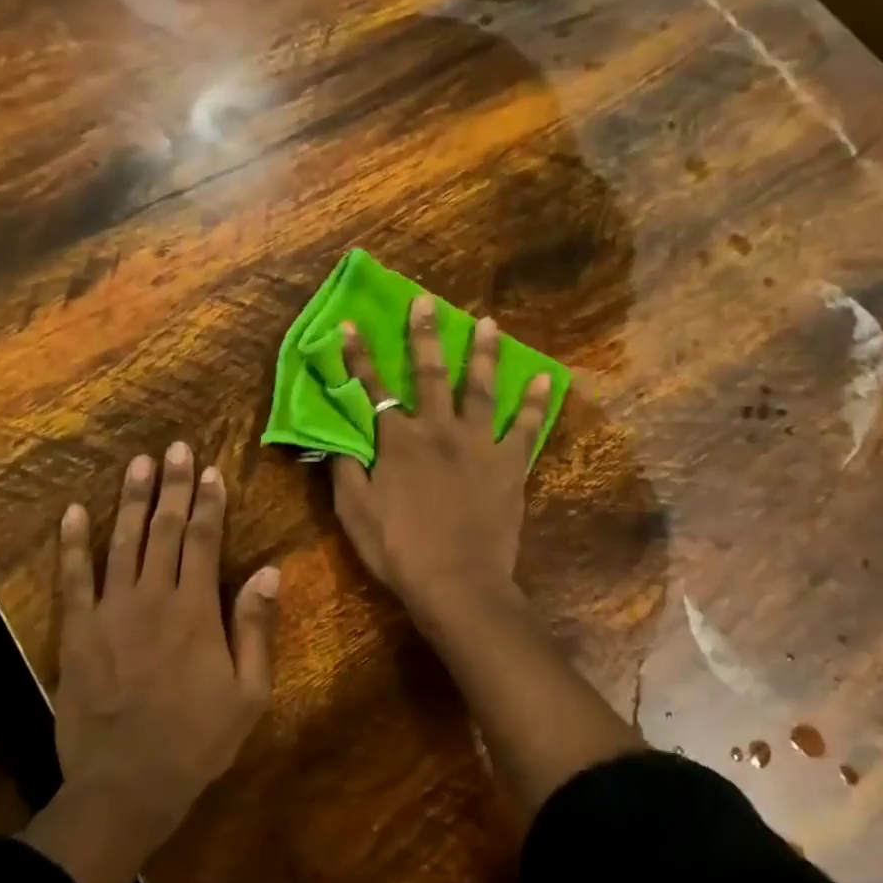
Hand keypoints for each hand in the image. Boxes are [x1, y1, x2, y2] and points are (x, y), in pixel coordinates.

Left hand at [25, 443, 278, 882]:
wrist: (125, 785)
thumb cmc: (196, 741)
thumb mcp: (248, 693)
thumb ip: (255, 628)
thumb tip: (270, 572)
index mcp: (195, 610)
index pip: (203, 540)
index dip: (208, 502)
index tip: (210, 471)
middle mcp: (152, 597)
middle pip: (163, 529)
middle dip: (172, 486)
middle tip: (175, 448)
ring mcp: (110, 611)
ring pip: (122, 542)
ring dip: (130, 500)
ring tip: (137, 464)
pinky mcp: (78, 631)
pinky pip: (73, 578)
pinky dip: (72, 544)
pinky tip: (72, 513)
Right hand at [333, 295, 552, 620]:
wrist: (456, 581)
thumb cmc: (399, 550)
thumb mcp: (355, 513)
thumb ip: (345, 470)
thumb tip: (336, 437)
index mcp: (398, 441)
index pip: (372, 389)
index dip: (358, 356)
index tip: (349, 324)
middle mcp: (438, 430)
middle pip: (429, 374)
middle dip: (425, 335)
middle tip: (426, 301)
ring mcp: (478, 443)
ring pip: (480, 388)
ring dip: (483, 354)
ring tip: (489, 324)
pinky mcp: (509, 463)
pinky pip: (527, 427)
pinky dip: (537, 403)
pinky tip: (546, 378)